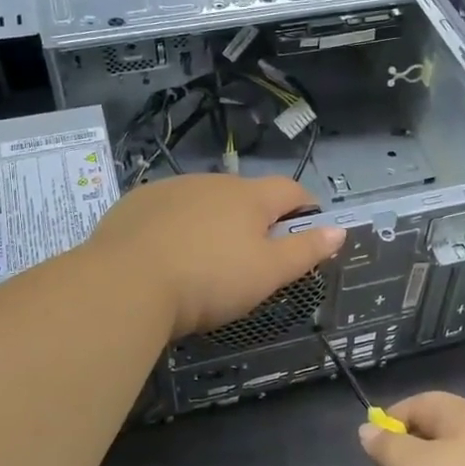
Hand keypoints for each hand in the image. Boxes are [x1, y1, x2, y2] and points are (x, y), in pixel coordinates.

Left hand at [84, 174, 345, 339]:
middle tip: (255, 255)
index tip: (310, 225)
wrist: (125, 283)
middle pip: (246, 194)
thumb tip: (339, 230)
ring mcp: (171, 188)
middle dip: (257, 218)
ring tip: (207, 257)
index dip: (306, 205)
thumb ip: (305, 251)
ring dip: (214, 220)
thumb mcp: (267, 274)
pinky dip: (177, 225)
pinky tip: (166, 254)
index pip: (290, 189)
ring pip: (205, 200)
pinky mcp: (136, 203)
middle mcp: (212, 182)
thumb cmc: (209, 280)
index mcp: (250, 197)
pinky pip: (168, 210)